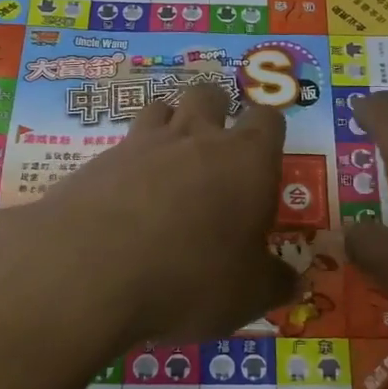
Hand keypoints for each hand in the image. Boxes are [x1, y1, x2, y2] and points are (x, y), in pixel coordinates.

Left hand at [0, 83, 296, 364]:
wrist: (91, 269)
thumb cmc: (190, 276)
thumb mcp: (247, 294)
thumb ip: (274, 282)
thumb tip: (296, 281)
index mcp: (247, 160)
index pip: (268, 120)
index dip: (268, 134)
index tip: (264, 162)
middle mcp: (197, 137)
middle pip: (210, 94)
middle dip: (216, 110)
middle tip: (215, 151)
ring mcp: (143, 143)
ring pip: (161, 107)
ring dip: (169, 125)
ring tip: (168, 165)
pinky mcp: (99, 160)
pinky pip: (121, 146)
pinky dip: (128, 163)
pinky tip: (124, 199)